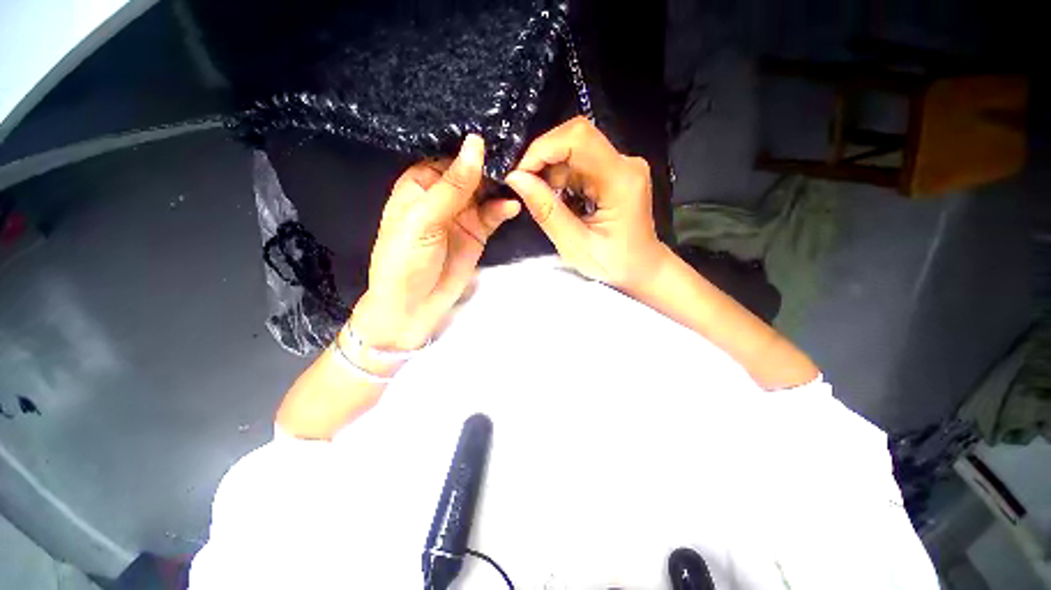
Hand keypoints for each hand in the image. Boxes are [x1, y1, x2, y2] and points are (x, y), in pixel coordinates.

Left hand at [350, 135, 519, 350]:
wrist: (414, 306)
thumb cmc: (406, 260)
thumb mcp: (424, 219)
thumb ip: (453, 186)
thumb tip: (475, 144)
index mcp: (421, 184)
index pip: (449, 155)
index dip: (471, 147)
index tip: (498, 133)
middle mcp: (443, 195)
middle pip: (471, 172)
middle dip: (492, 165)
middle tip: (519, 154)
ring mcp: (463, 214)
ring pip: (486, 192)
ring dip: (501, 186)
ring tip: (521, 178)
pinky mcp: (478, 233)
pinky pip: (494, 215)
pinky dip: (503, 209)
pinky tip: (513, 206)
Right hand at [505, 117, 667, 289]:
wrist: (642, 270)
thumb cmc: (614, 266)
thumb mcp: (575, 245)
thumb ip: (547, 211)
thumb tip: (516, 179)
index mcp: (621, 180)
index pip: (578, 139)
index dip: (543, 149)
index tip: (520, 175)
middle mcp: (625, 164)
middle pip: (575, 139)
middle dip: (543, 160)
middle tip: (526, 190)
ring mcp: (621, 166)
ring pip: (574, 150)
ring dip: (551, 172)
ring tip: (545, 203)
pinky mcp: (615, 173)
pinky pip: (580, 164)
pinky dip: (561, 179)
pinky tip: (559, 202)